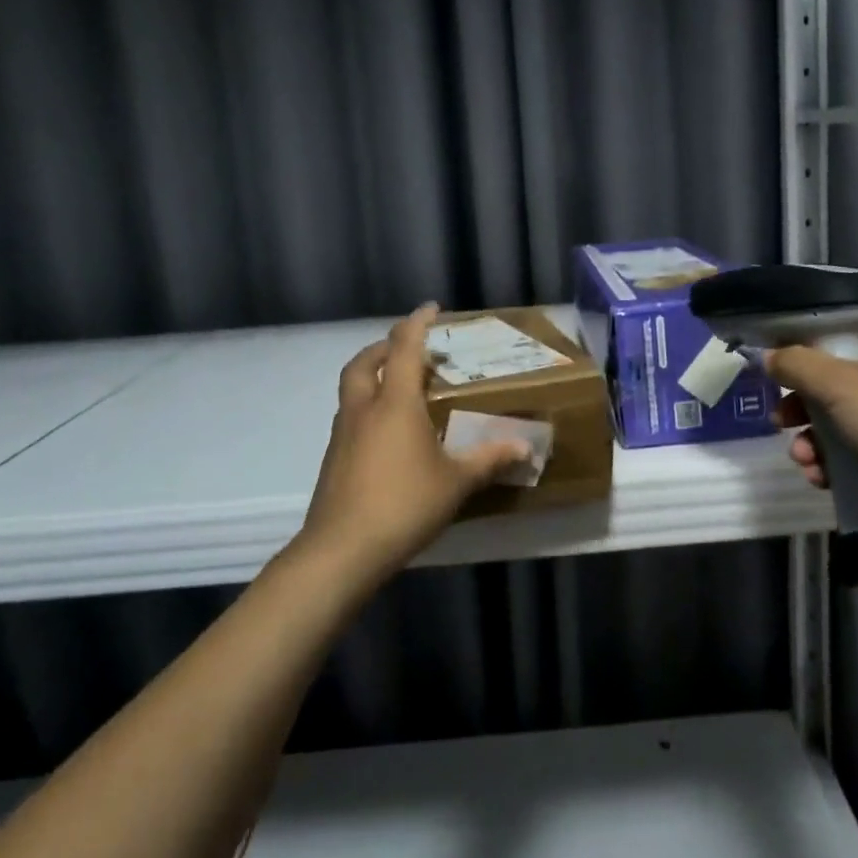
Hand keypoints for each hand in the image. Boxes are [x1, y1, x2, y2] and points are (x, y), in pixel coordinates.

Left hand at [297, 304, 532, 587]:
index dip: (417, 323)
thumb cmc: (404, 504)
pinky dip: (367, 408)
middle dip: (385, 346)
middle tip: (410, 349)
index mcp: (395, 403)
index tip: (430, 307)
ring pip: (352, 389)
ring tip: (400, 389)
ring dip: (372, 376)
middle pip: (364, 362)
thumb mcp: (456, 482)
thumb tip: (525, 447)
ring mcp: (342, 434)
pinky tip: (388, 435)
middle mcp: (364, 409)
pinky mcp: (333, 459)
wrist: (342, 550)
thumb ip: (489, 459)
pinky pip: (350, 417)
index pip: (404, 347)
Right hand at [767, 331, 857, 555]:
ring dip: (813, 442)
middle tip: (781, 421)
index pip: (845, 343)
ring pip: (842, 426)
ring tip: (802, 459)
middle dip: (803, 409)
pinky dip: (834, 466)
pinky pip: (856, 457)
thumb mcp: (836, 382)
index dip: (809, 357)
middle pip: (837, 387)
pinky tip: (820, 478)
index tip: (781, 377)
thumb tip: (769, 357)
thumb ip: (796, 364)